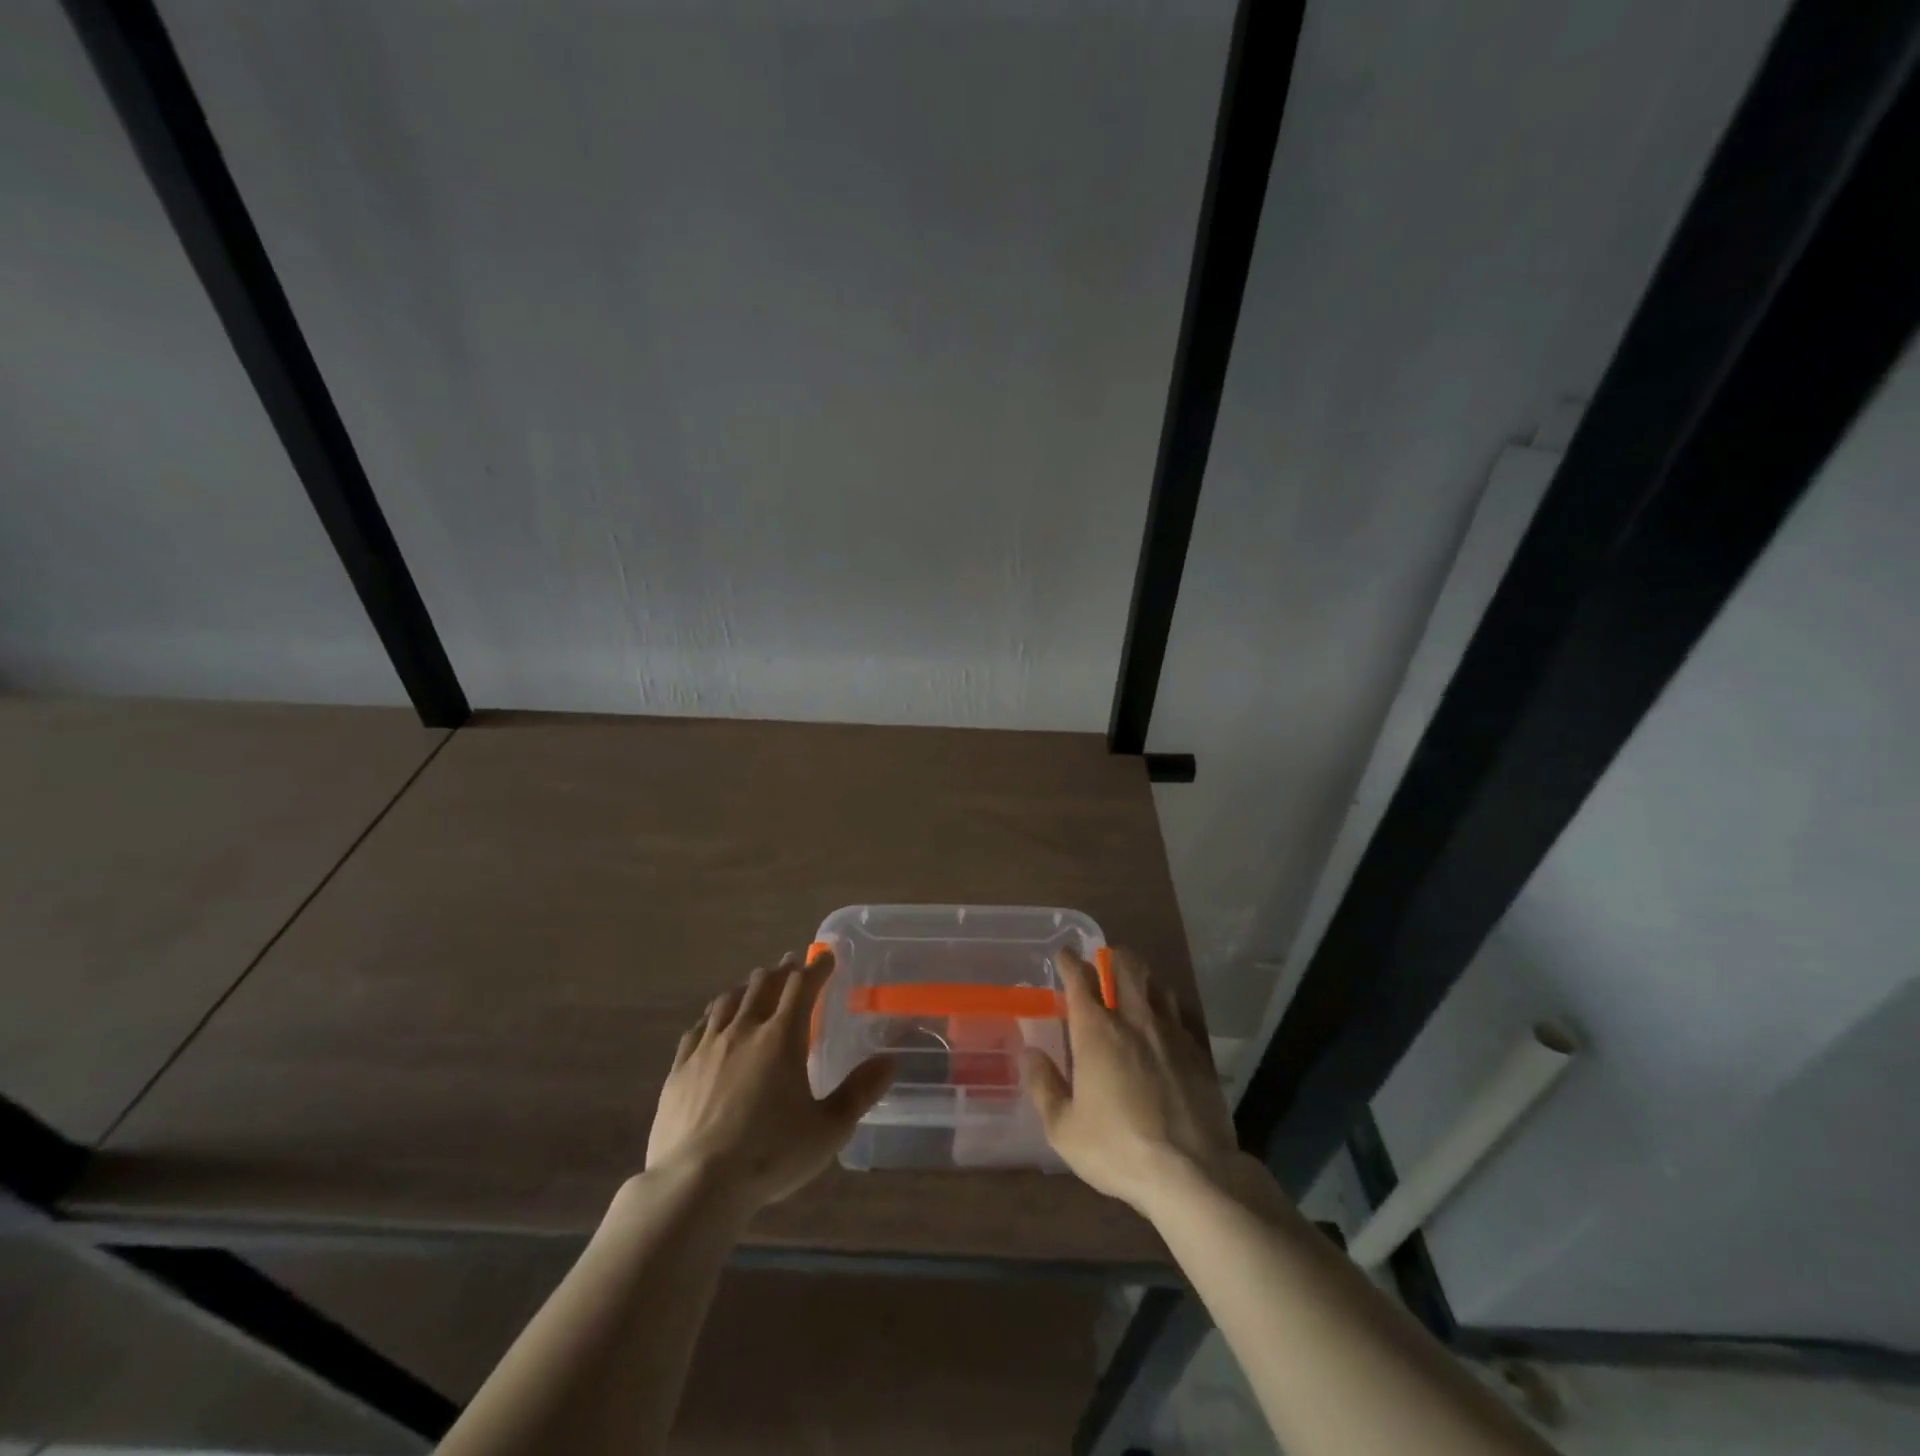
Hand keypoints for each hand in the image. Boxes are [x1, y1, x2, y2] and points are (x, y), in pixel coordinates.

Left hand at [646, 951, 894, 1210]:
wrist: (694, 1185)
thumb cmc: (770, 1154)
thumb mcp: (828, 1129)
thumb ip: (859, 1093)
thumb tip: (889, 1061)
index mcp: (782, 1037)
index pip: (802, 986)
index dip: (817, 968)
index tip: (827, 956)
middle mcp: (744, 1030)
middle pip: (762, 985)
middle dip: (781, 972)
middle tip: (791, 966)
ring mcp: (707, 1048)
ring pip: (727, 1002)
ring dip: (746, 989)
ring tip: (753, 987)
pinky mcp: (679, 1070)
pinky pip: (697, 1030)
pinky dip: (711, 1017)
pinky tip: (712, 1023)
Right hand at [1024, 947, 1240, 1213]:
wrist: (1193, 1173)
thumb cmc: (1118, 1149)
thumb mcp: (1064, 1129)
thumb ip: (1044, 1087)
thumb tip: (1030, 1053)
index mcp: (1096, 1031)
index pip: (1079, 980)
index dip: (1069, 962)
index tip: (1064, 956)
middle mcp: (1133, 1020)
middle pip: (1125, 968)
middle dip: (1112, 957)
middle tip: (1104, 960)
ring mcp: (1170, 1033)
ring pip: (1156, 985)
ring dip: (1142, 979)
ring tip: (1134, 987)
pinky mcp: (1198, 1052)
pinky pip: (1178, 1016)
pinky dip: (1165, 1011)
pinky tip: (1163, 1028)